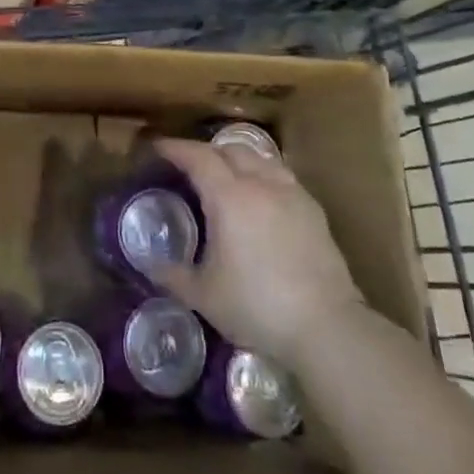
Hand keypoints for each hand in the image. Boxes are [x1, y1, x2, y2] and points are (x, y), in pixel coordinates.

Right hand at [150, 136, 361, 368]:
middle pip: (229, 150)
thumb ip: (172, 275)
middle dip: (205, 151)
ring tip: (225, 174)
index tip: (158, 147)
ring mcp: (291, 194)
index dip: (175, 148)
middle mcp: (260, 184)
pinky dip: (263, 175)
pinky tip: (261, 196)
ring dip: (236, 159)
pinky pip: (281, 176)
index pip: (197, 157)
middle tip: (189, 165)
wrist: (326, 326)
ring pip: (259, 158)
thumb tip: (148, 262)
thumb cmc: (257, 306)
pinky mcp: (314, 210)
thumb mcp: (204, 296)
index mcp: (229, 197)